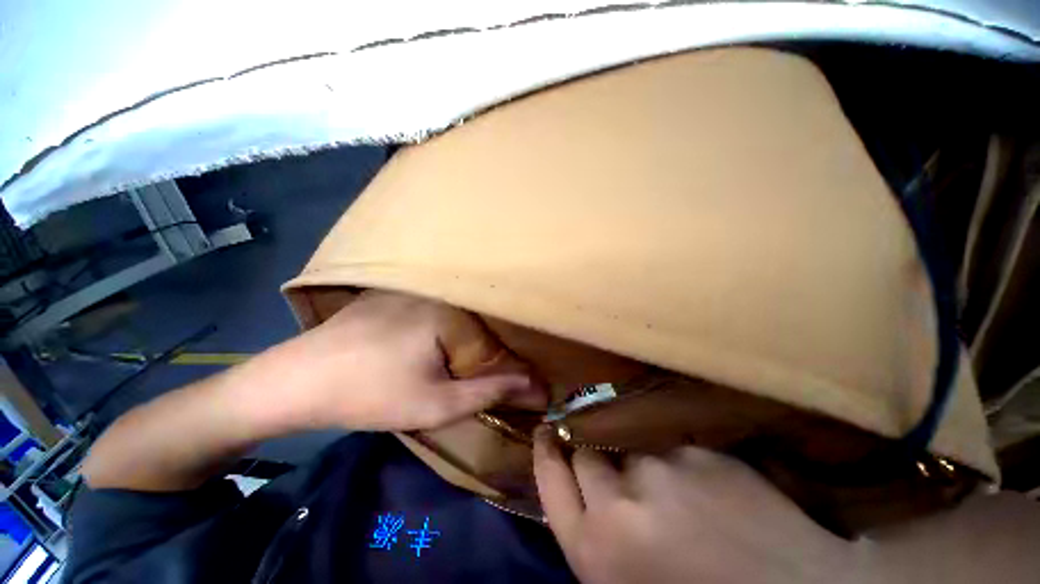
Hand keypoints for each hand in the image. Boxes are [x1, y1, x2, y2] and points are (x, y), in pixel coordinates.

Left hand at [245, 291, 543, 431]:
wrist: (295, 380)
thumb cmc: (371, 394)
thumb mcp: (436, 404)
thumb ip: (489, 391)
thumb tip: (533, 385)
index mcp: (451, 312)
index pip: (496, 338)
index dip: (503, 365)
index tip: (505, 386)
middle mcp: (434, 292)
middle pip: (475, 322)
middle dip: (480, 351)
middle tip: (471, 375)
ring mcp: (408, 288)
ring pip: (452, 314)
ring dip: (458, 338)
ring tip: (450, 361)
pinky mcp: (388, 292)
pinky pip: (427, 307)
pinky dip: (435, 325)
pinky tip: (420, 343)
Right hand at [533, 429, 861, 583]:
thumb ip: (599, 542)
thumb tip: (587, 500)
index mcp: (600, 552)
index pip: (552, 481)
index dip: (546, 452)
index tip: (545, 431)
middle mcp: (624, 502)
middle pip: (587, 455)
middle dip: (594, 462)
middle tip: (616, 477)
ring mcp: (666, 470)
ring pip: (632, 452)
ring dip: (642, 469)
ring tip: (678, 499)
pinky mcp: (705, 455)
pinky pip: (675, 450)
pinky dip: (681, 466)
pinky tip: (711, 492)